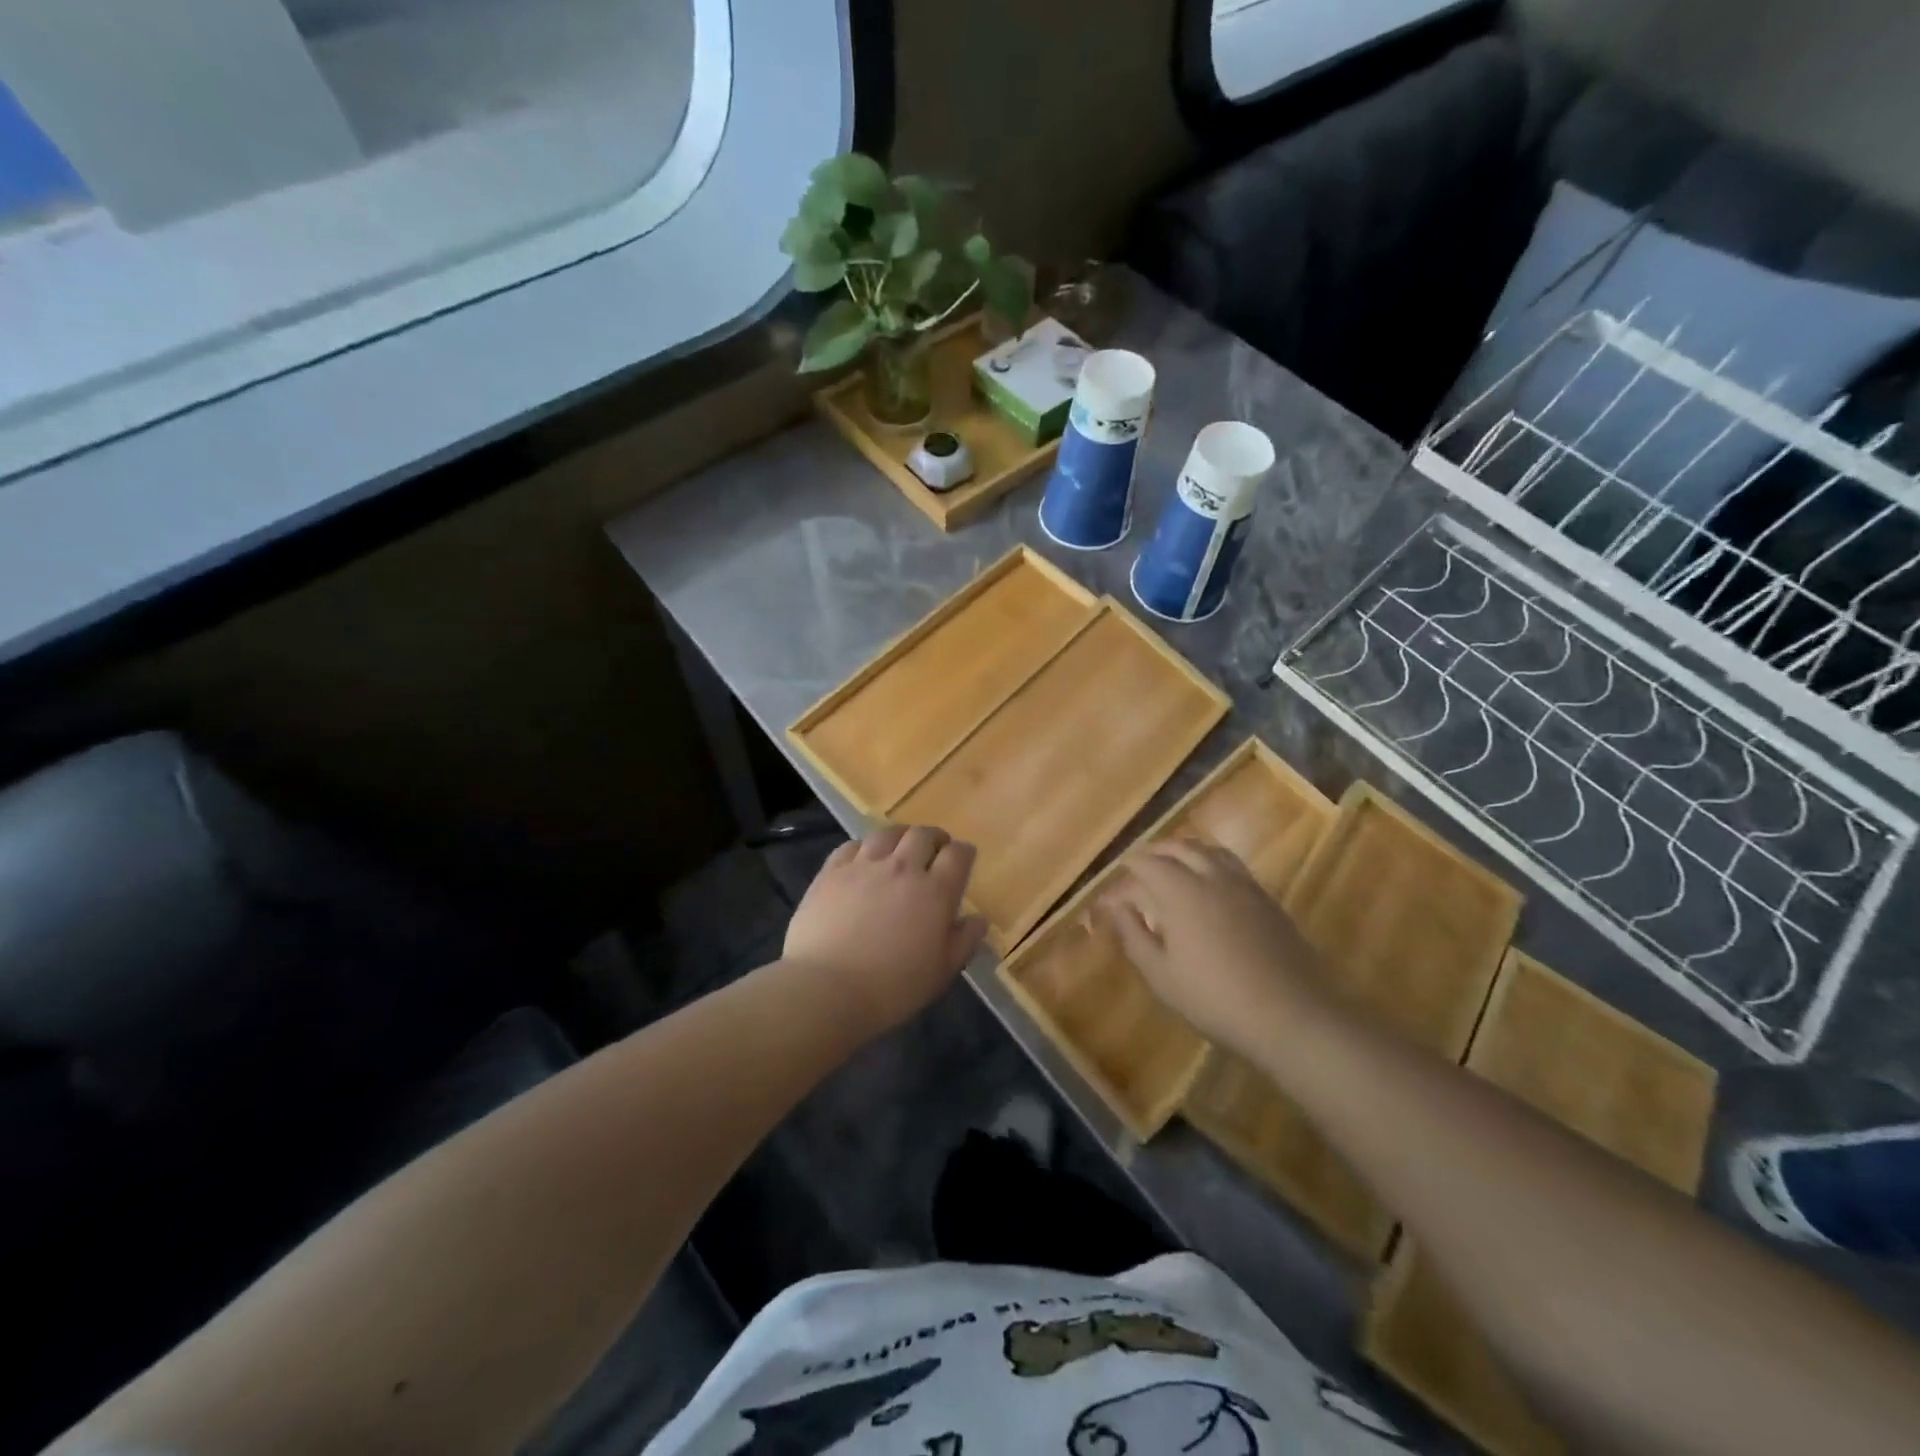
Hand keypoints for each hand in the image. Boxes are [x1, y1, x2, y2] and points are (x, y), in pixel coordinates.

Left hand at [784, 825, 987, 1036]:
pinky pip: (852, 845)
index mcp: (935, 892)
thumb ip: (964, 941)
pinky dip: (864, 847)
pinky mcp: (832, 871)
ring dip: (900, 836)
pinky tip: (863, 859)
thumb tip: (979, 919)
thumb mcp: (941, 972)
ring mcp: (864, 866)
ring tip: (900, 847)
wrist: (827, 988)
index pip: (958, 855)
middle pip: (923, 835)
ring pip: (887, 833)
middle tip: (934, 850)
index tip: (964, 858)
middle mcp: (902, 868)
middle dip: (934, 838)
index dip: (964, 853)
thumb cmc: (892, 988)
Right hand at [1098, 840, 1329, 1053]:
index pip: (1143, 865)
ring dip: (1183, 850)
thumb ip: (1133, 935)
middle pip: (1177, 847)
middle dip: (1152, 853)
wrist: (1290, 1014)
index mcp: (1180, 891)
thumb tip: (1117, 908)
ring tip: (1171, 864)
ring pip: (1208, 849)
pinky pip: (1231, 864)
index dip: (1122, 877)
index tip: (1110, 896)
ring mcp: (1243, 884)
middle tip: (1136, 868)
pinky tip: (1209, 883)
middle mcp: (1210, 876)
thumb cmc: (1214, 998)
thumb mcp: (1161, 975)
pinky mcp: (1266, 897)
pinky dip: (1210, 861)